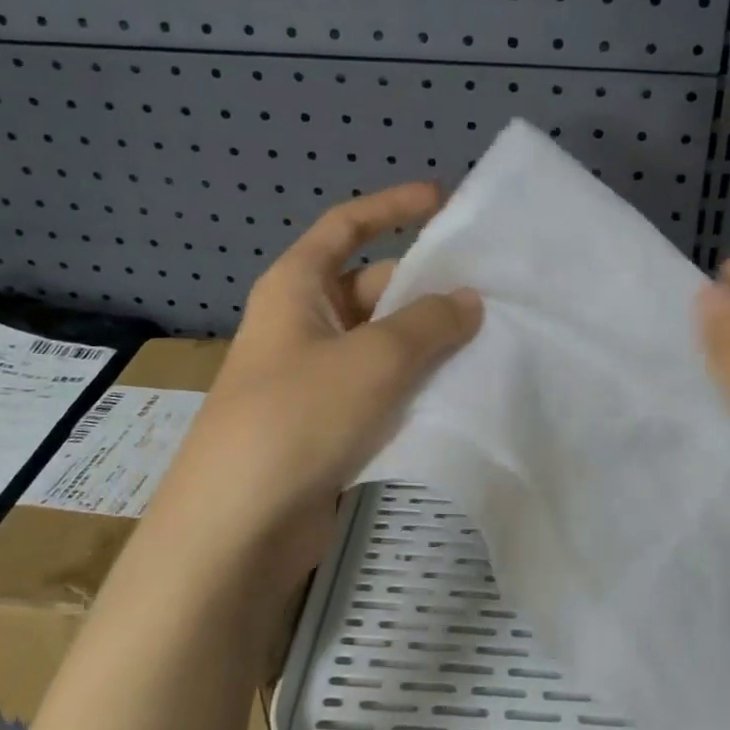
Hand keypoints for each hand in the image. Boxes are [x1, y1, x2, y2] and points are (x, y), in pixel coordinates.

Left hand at [167, 183, 481, 587]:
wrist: (236, 529)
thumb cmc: (298, 418)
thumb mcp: (374, 359)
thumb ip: (429, 323)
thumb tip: (468, 300)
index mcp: (297, 287)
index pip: (346, 225)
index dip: (393, 206)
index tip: (445, 200)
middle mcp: (303, 323)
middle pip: (374, 286)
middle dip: (427, 289)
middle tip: (493, 296)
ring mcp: (314, 375)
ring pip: (383, 341)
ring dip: (428, 341)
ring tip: (491, 342)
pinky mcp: (327, 422)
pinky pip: (380, 386)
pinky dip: (415, 383)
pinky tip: (461, 392)